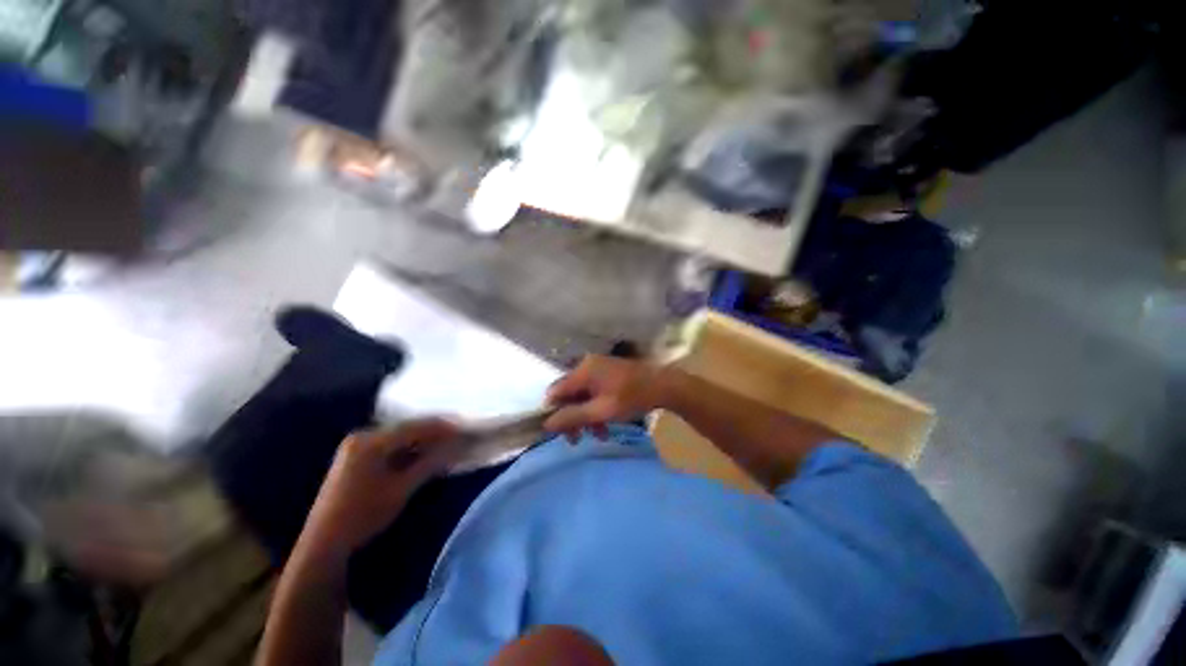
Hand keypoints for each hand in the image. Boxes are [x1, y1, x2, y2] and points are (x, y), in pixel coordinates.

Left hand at [301, 418, 462, 555]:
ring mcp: (357, 446)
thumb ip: (430, 463)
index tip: (465, 428)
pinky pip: (391, 445)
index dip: (443, 427)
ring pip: (400, 437)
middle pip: (408, 428)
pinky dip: (410, 449)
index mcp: (370, 441)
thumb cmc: (362, 515)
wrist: (323, 544)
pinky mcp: (357, 457)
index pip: (415, 426)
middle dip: (435, 432)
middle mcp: (363, 436)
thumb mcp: (401, 489)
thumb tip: (458, 445)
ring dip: (424, 440)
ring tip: (448, 443)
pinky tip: (425, 453)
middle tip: (460, 435)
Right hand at [543, 355, 672, 435]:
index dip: (553, 412)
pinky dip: (596, 409)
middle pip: (569, 394)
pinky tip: (604, 426)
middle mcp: (586, 366)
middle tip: (576, 440)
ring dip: (586, 416)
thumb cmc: (631, 397)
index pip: (555, 391)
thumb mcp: (601, 411)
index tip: (558, 432)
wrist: (663, 386)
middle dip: (572, 418)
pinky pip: (593, 392)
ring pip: (582, 396)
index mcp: (583, 371)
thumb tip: (546, 424)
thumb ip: (573, 417)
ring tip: (598, 435)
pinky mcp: (607, 374)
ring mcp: (598, 369)